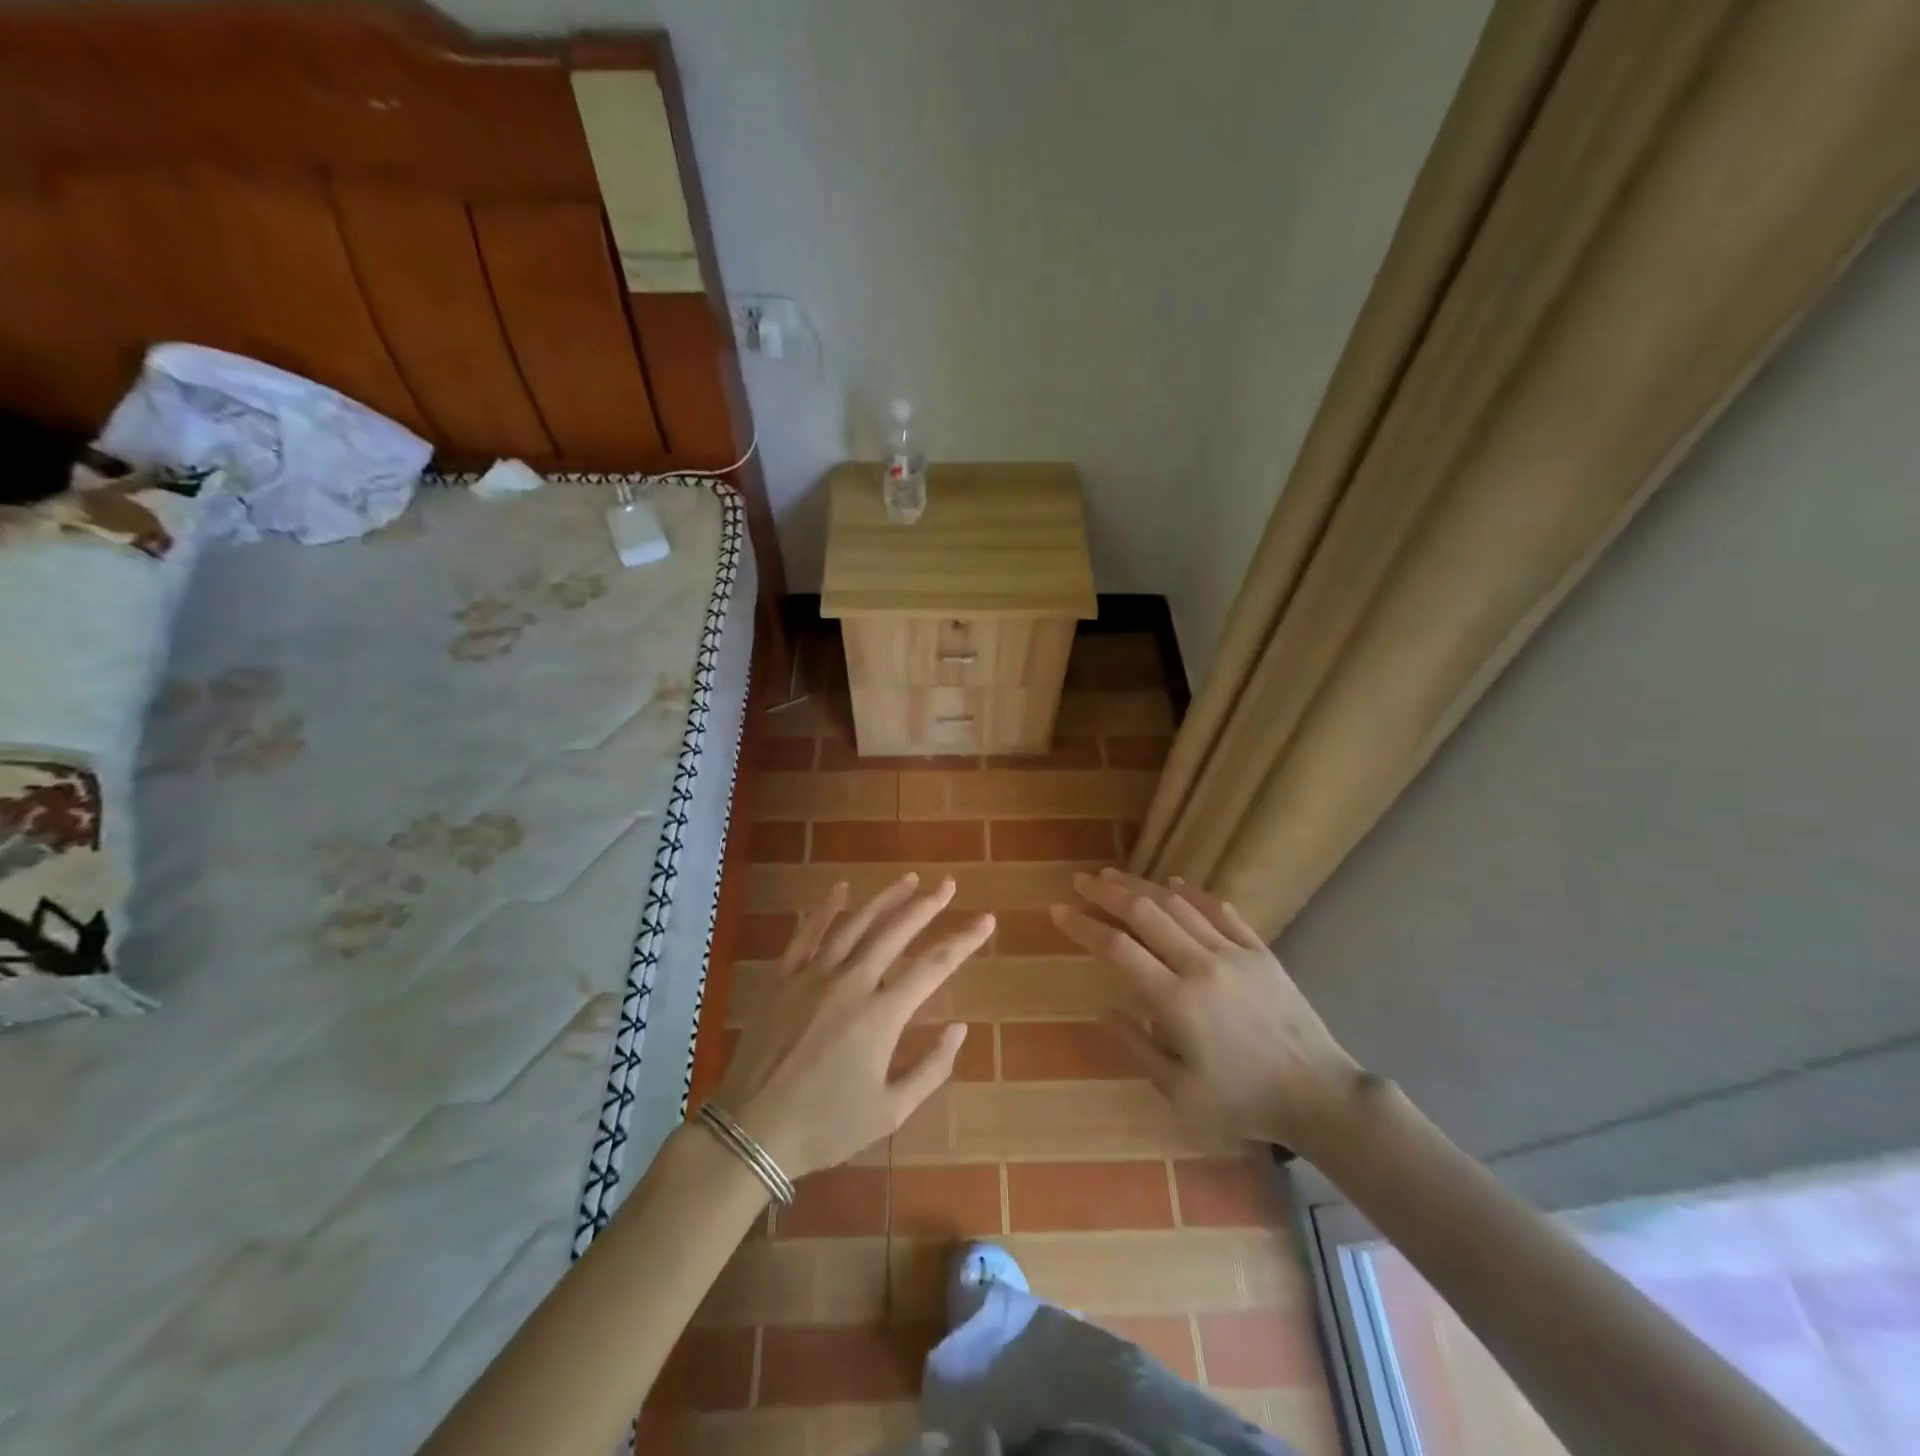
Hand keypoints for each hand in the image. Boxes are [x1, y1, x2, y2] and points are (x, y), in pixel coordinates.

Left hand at [713, 873, 992, 1179]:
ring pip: (855, 925)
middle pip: (895, 932)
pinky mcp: (783, 979)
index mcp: (881, 1015)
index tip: (986, 920)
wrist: (752, 1131)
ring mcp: (813, 976)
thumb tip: (959, 1028)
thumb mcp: (891, 1111)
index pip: (933, 967)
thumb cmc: (827, 1126)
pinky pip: (807, 934)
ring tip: (909, 879)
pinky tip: (840, 888)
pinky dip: (825, 909)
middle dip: (926, 905)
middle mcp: (851, 983)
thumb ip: (931, 1068)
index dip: (963, 941)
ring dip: (884, 899)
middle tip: (948, 884)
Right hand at [1049, 867, 1362, 1152]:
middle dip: (1108, 893)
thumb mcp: (1180, 1092)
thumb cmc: (1243, 1102)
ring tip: (1114, 876)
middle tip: (1081, 881)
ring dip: (1142, 887)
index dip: (1084, 926)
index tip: (1058, 911)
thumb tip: (1104, 1009)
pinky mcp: (1260, 952)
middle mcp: (1201, 965)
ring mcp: (1234, 953)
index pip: (1118, 949)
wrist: (1319, 1096)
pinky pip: (1220, 911)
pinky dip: (1193, 894)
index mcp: (1176, 1001)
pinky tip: (1174, 883)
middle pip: (1145, 913)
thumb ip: (1137, 1047)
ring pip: (1179, 905)